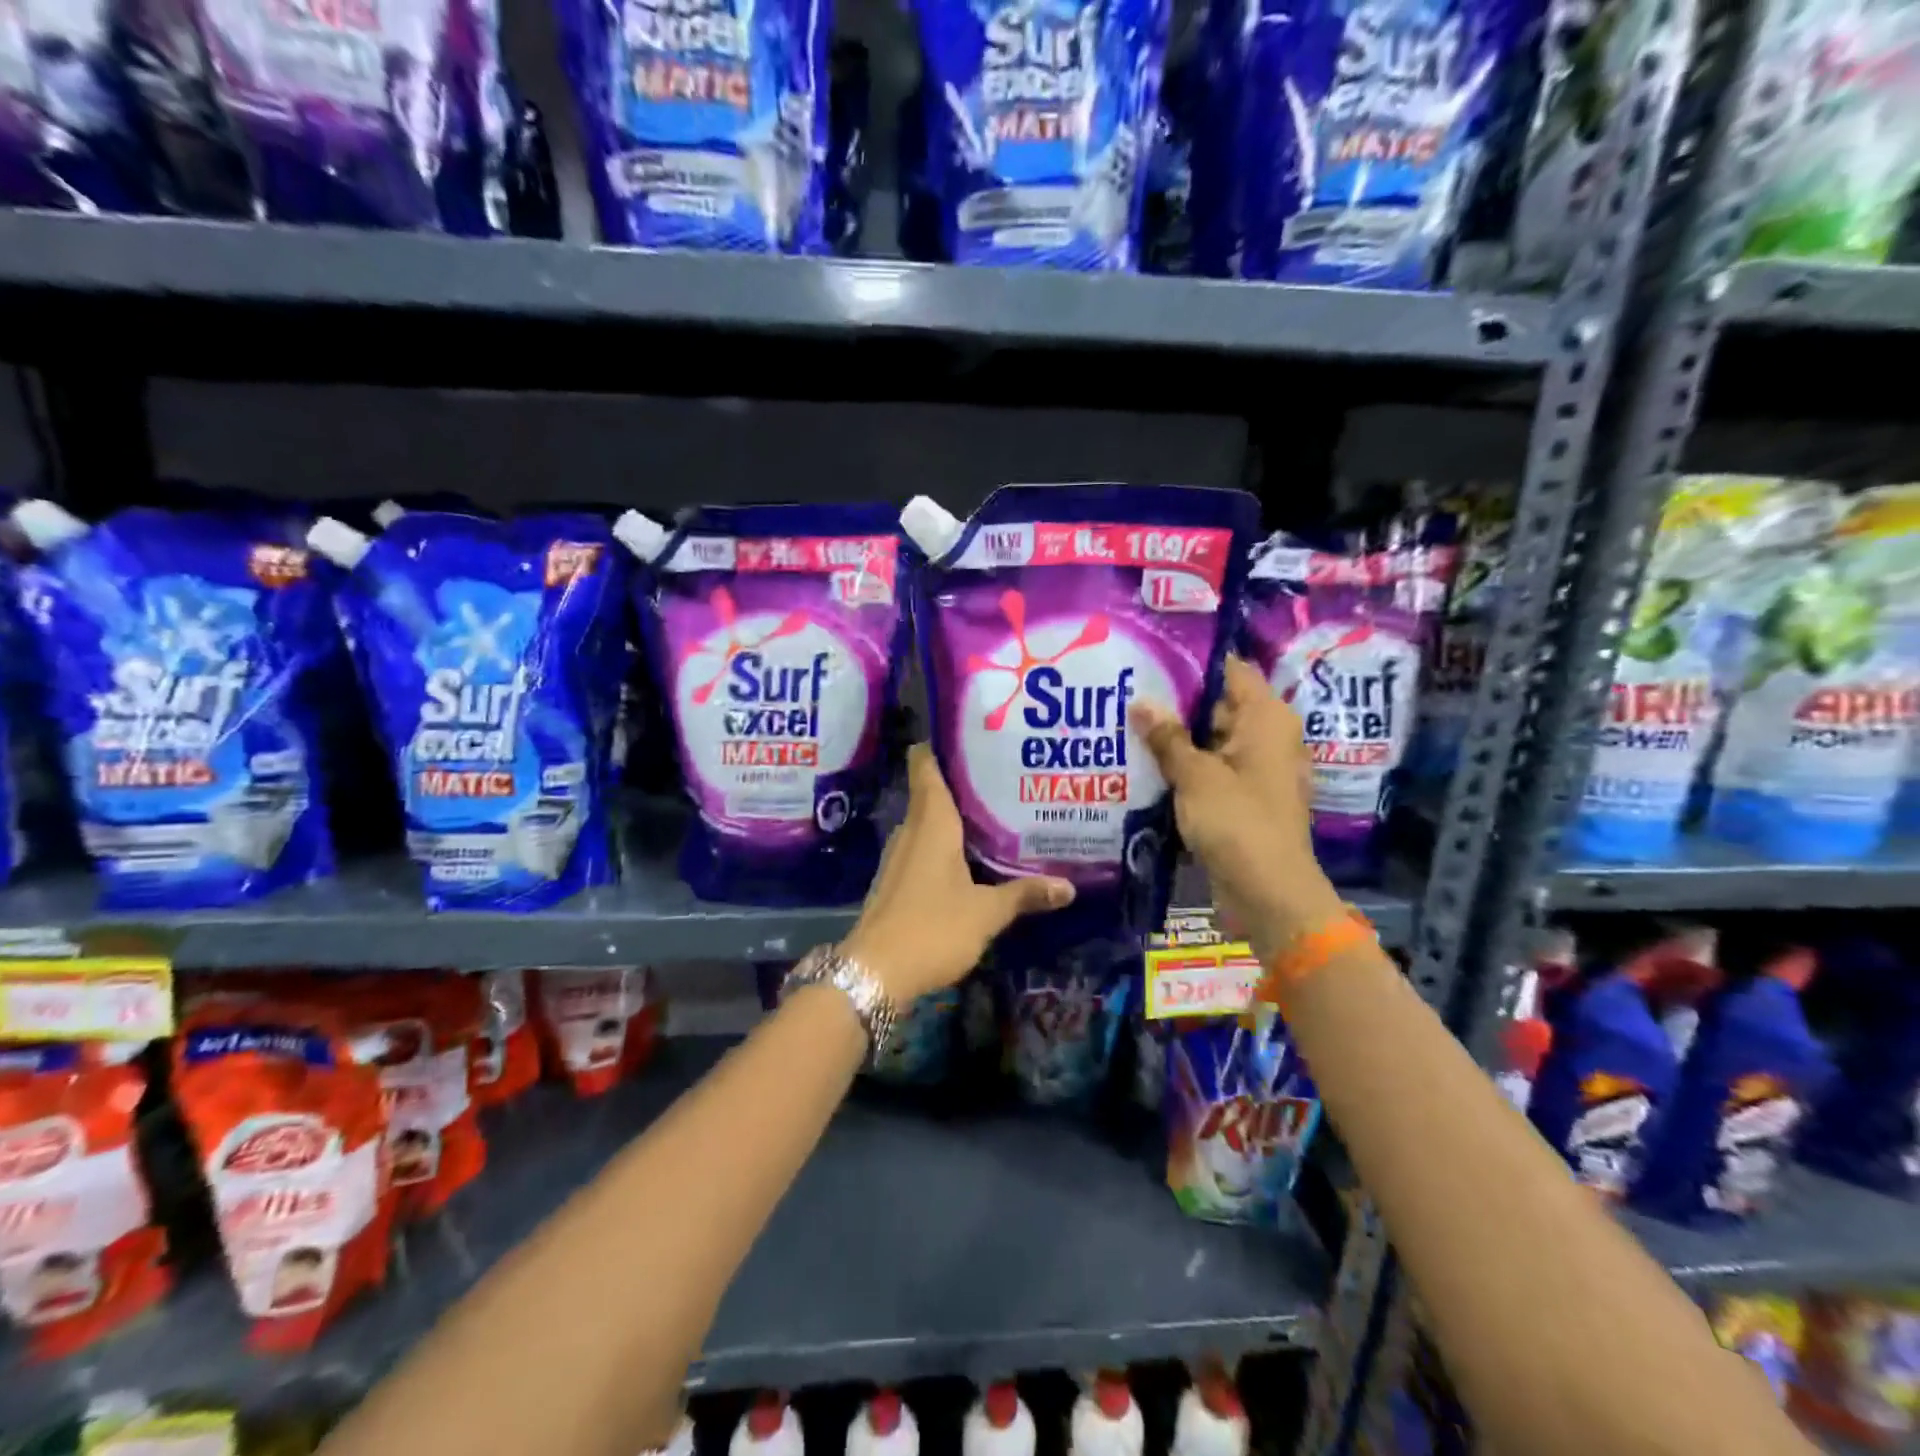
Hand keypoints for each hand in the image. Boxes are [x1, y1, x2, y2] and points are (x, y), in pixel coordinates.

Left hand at [840, 745, 1074, 1002]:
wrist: (875, 973)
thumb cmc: (932, 927)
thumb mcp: (986, 912)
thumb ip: (1024, 895)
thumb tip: (1068, 886)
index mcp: (931, 823)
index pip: (926, 767)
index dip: (939, 746)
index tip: (966, 733)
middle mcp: (911, 832)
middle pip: (931, 793)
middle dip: (962, 783)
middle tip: (1001, 774)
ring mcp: (899, 858)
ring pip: (928, 824)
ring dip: (955, 817)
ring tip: (994, 813)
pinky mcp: (896, 882)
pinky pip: (923, 849)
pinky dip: (945, 845)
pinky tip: (969, 858)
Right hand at [1129, 656, 1343, 960]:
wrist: (1268, 894)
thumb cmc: (1237, 823)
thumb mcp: (1194, 776)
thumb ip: (1167, 737)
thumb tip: (1141, 702)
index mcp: (1267, 719)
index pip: (1230, 670)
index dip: (1192, 663)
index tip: (1150, 658)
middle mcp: (1268, 737)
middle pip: (1219, 705)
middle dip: (1175, 702)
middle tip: (1127, 691)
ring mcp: (1257, 770)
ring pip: (1212, 740)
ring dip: (1176, 738)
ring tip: (1127, 725)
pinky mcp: (1245, 798)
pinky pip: (1212, 770)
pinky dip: (1186, 767)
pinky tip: (1146, 765)